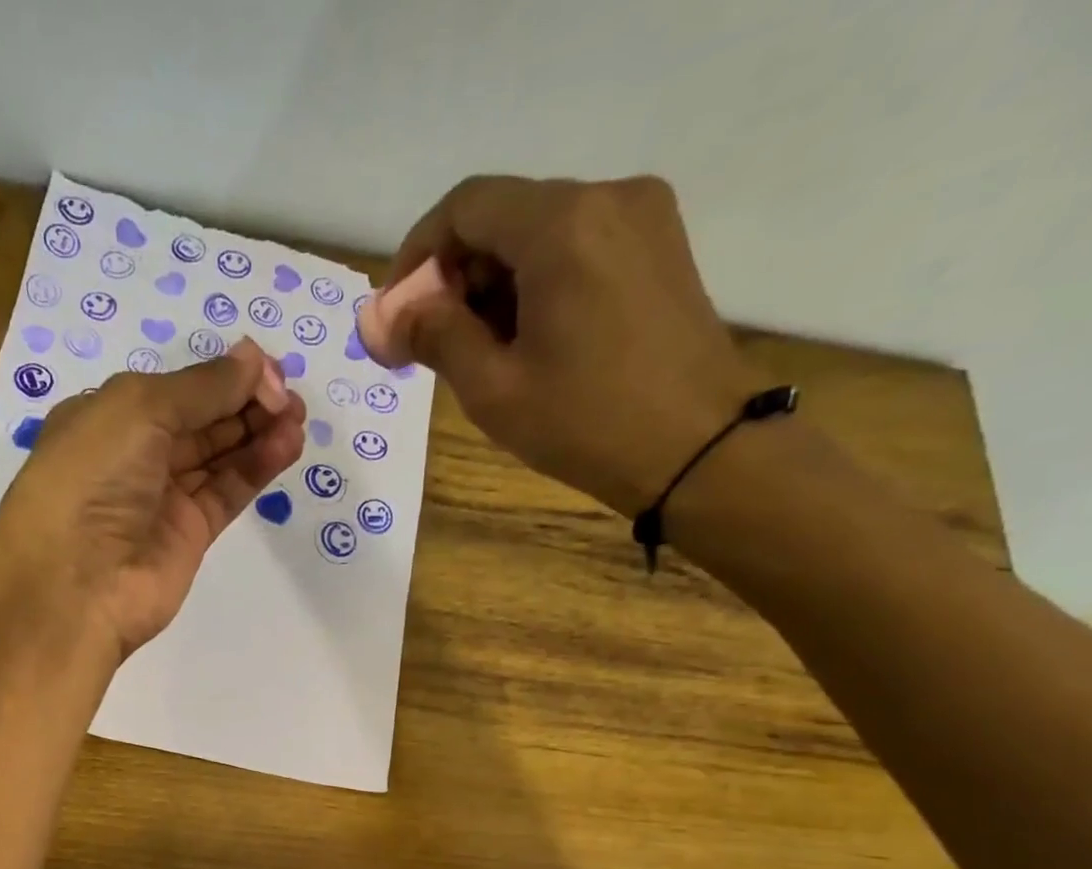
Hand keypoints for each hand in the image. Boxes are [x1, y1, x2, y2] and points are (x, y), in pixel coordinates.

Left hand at [0, 339, 306, 658]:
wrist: (76, 587)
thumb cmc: (92, 479)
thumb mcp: (139, 409)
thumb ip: (203, 386)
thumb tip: (254, 359)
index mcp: (106, 417)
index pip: (176, 389)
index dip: (222, 376)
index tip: (268, 371)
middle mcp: (134, 456)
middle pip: (201, 420)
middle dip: (246, 402)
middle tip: (292, 397)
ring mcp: (163, 498)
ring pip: (219, 456)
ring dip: (258, 433)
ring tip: (298, 419)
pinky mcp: (189, 534)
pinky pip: (228, 492)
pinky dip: (257, 467)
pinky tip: (287, 445)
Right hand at [377, 175, 769, 519]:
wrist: (699, 448)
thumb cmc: (585, 422)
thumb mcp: (493, 388)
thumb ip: (437, 337)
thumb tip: (392, 316)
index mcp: (561, 225)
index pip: (465, 207)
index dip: (418, 255)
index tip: (397, 312)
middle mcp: (606, 198)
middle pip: (503, 216)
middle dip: (455, 276)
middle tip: (431, 342)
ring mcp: (642, 217)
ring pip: (539, 233)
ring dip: (494, 284)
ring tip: (479, 351)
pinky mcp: (659, 247)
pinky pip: (577, 247)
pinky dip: (536, 283)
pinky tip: (526, 339)